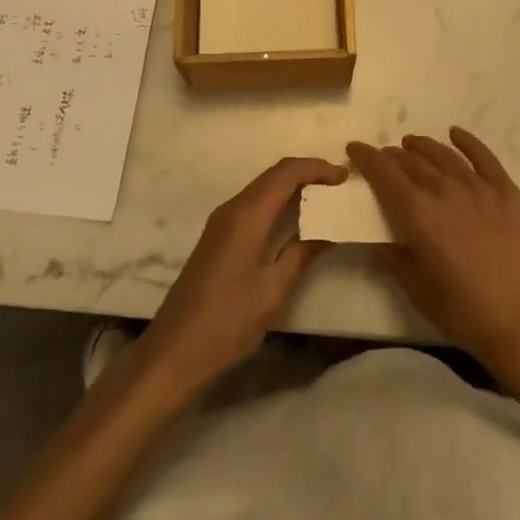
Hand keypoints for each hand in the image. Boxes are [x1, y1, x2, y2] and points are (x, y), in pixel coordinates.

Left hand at [140, 157, 345, 391]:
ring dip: (292, 186)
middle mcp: (232, 208)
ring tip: (322, 199)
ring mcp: (221, 221)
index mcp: (247, 214)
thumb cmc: (228, 321)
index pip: (286, 173)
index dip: (316, 168)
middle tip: (338, 185)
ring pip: (262, 188)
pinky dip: (277, 201)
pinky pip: (253, 204)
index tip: (344, 176)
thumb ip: (302, 254)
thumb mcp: (274, 290)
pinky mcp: (218, 236)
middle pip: (273, 175)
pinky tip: (293, 219)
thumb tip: (328, 230)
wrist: (175, 351)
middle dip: (307, 173)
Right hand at [348, 128, 519, 372]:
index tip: (355, 148)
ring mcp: (477, 186)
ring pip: (442, 154)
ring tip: (411, 143)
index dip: (366, 157)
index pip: (383, 173)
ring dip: (422, 146)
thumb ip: (395, 258)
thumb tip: (380, 241)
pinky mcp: (505, 190)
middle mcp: (443, 190)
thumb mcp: (417, 289)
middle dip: (392, 155)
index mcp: (417, 213)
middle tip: (384, 157)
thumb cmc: (464, 311)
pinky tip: (455, 134)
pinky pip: (482, 156)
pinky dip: (466, 141)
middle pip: (411, 161)